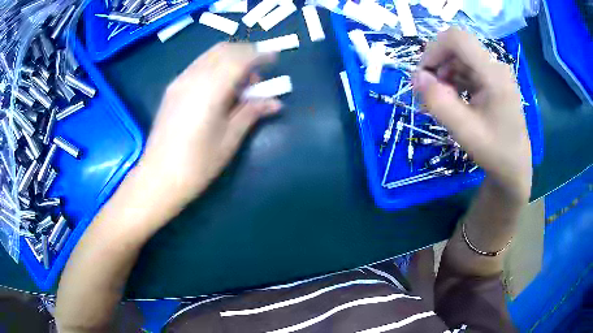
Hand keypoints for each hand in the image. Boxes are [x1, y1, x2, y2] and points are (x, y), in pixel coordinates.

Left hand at [139, 42, 281, 206]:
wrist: (158, 178)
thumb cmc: (197, 164)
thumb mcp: (229, 139)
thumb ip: (251, 113)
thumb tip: (275, 102)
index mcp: (210, 90)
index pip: (239, 58)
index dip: (260, 54)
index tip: (274, 58)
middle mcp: (193, 77)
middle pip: (223, 50)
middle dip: (245, 53)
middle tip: (257, 74)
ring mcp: (179, 81)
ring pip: (210, 55)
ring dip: (230, 59)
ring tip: (239, 83)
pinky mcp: (172, 88)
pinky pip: (198, 65)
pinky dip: (215, 66)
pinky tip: (219, 87)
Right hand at [412, 28, 531, 201]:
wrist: (514, 168)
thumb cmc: (494, 152)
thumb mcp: (465, 131)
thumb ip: (439, 103)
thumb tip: (415, 77)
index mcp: (494, 74)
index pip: (457, 39)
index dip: (434, 50)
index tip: (423, 75)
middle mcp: (495, 66)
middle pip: (457, 47)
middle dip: (437, 63)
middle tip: (430, 92)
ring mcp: (495, 73)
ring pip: (460, 57)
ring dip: (444, 73)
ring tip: (441, 100)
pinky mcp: (493, 80)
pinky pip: (467, 69)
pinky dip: (453, 80)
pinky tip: (452, 99)